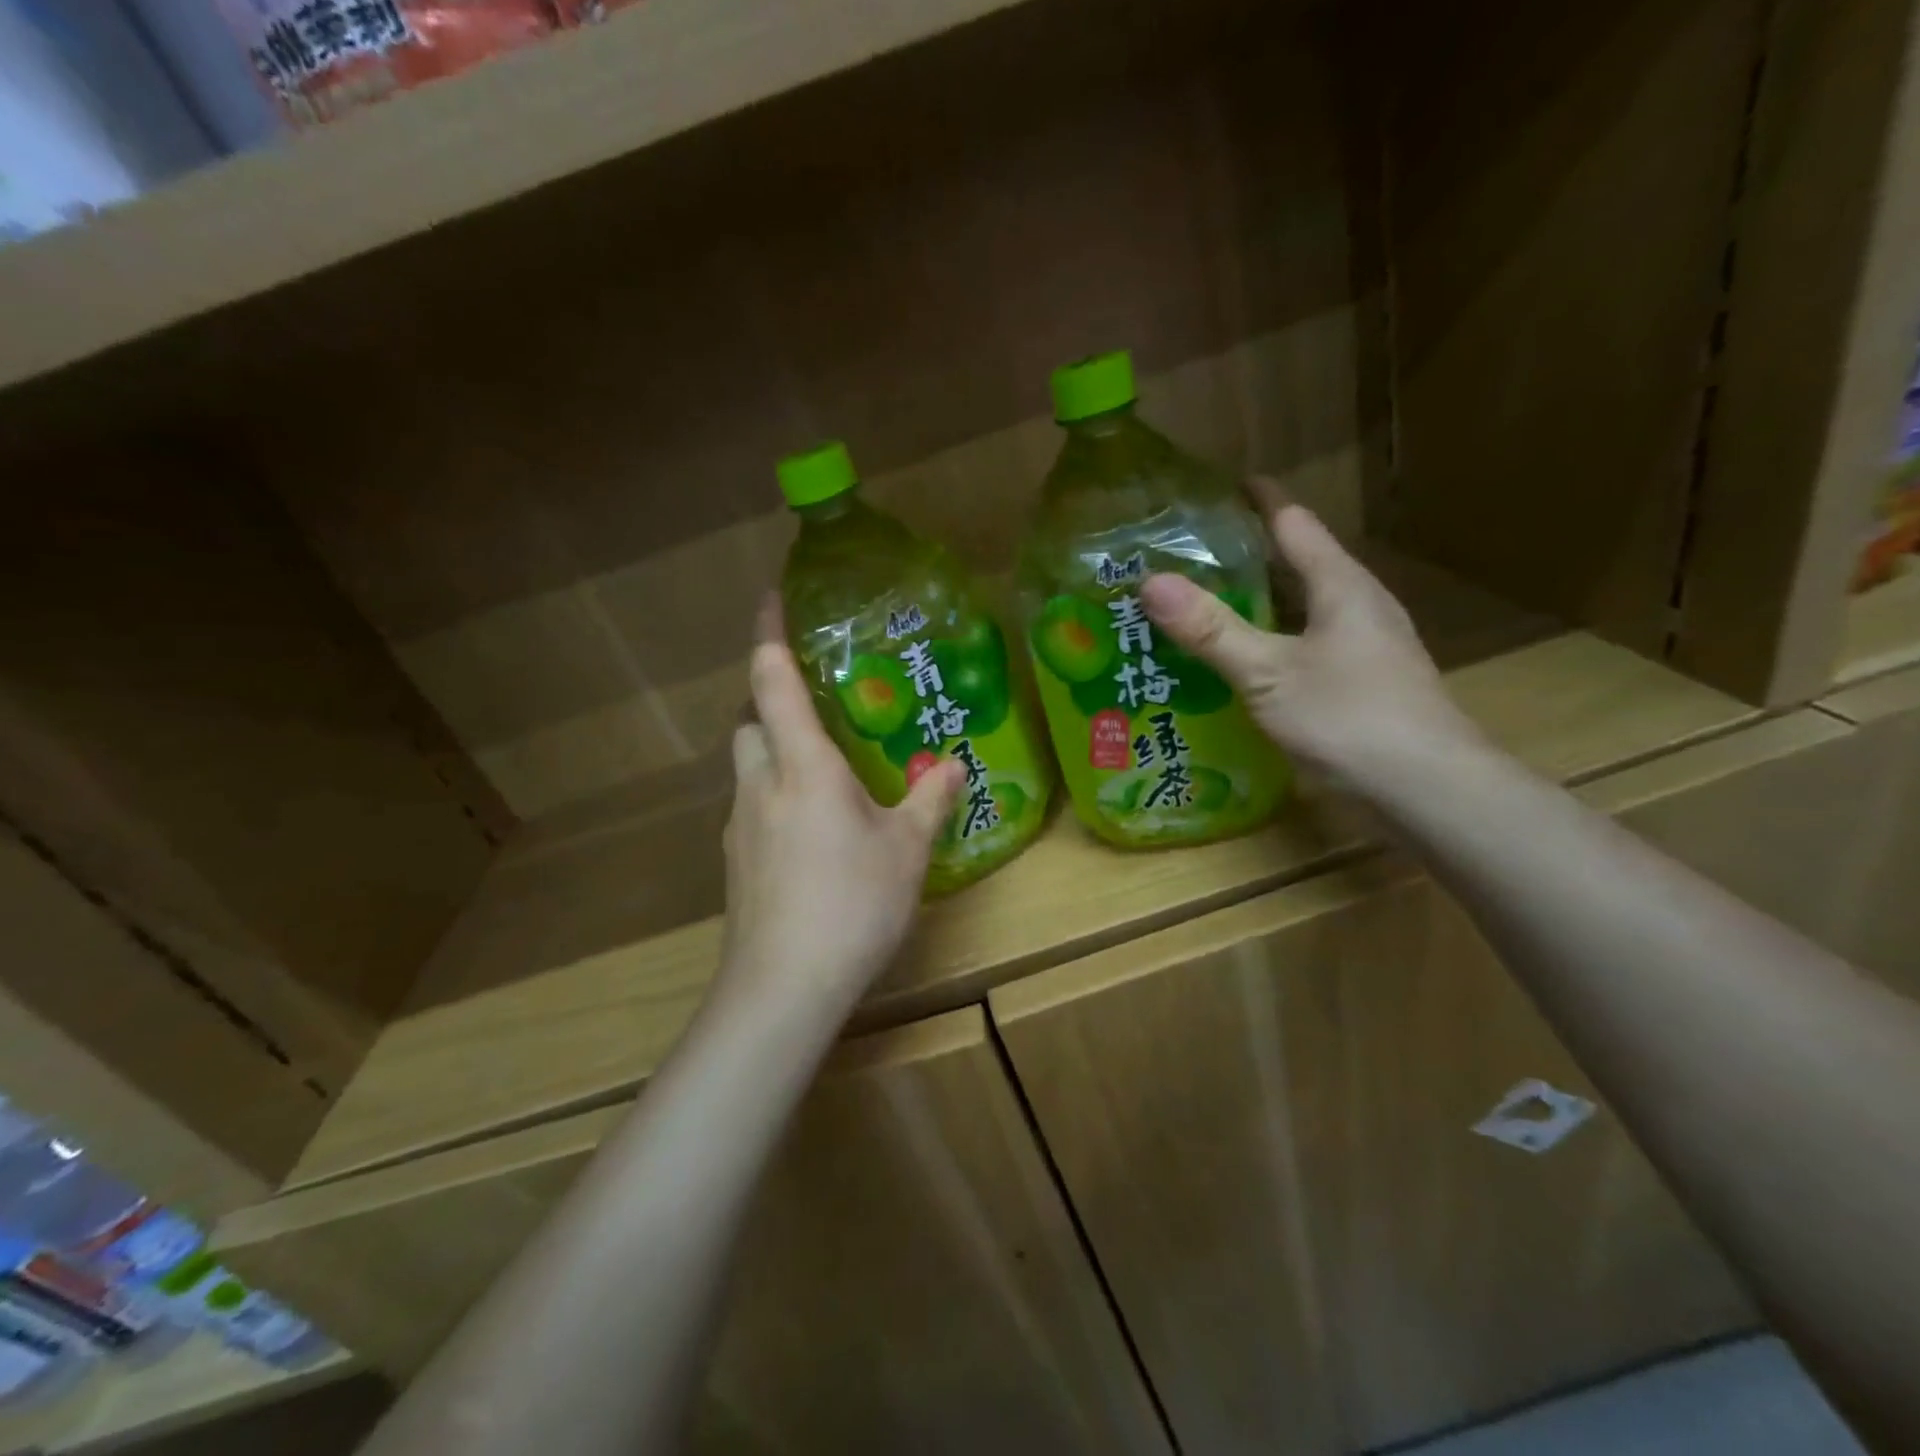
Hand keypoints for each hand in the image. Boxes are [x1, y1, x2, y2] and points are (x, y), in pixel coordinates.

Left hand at [718, 621, 964, 1016]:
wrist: (783, 986)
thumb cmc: (851, 903)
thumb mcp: (906, 850)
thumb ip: (929, 800)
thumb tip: (952, 765)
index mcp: (802, 765)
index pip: (773, 681)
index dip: (769, 634)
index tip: (771, 598)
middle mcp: (761, 784)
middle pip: (749, 722)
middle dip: (771, 703)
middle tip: (818, 711)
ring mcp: (739, 825)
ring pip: (748, 767)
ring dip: (773, 754)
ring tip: (822, 774)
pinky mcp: (735, 864)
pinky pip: (751, 808)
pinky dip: (774, 800)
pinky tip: (810, 834)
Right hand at [1140, 495, 1483, 786]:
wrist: (1426, 789)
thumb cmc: (1348, 718)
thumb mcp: (1267, 673)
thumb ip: (1211, 629)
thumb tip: (1150, 581)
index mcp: (1341, 585)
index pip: (1293, 522)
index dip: (1256, 500)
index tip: (1213, 489)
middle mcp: (1358, 605)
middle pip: (1299, 562)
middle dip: (1247, 554)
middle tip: (1188, 555)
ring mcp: (1365, 645)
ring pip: (1303, 606)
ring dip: (1258, 601)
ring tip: (1203, 604)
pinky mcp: (1363, 681)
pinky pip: (1307, 643)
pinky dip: (1271, 639)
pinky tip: (1241, 661)